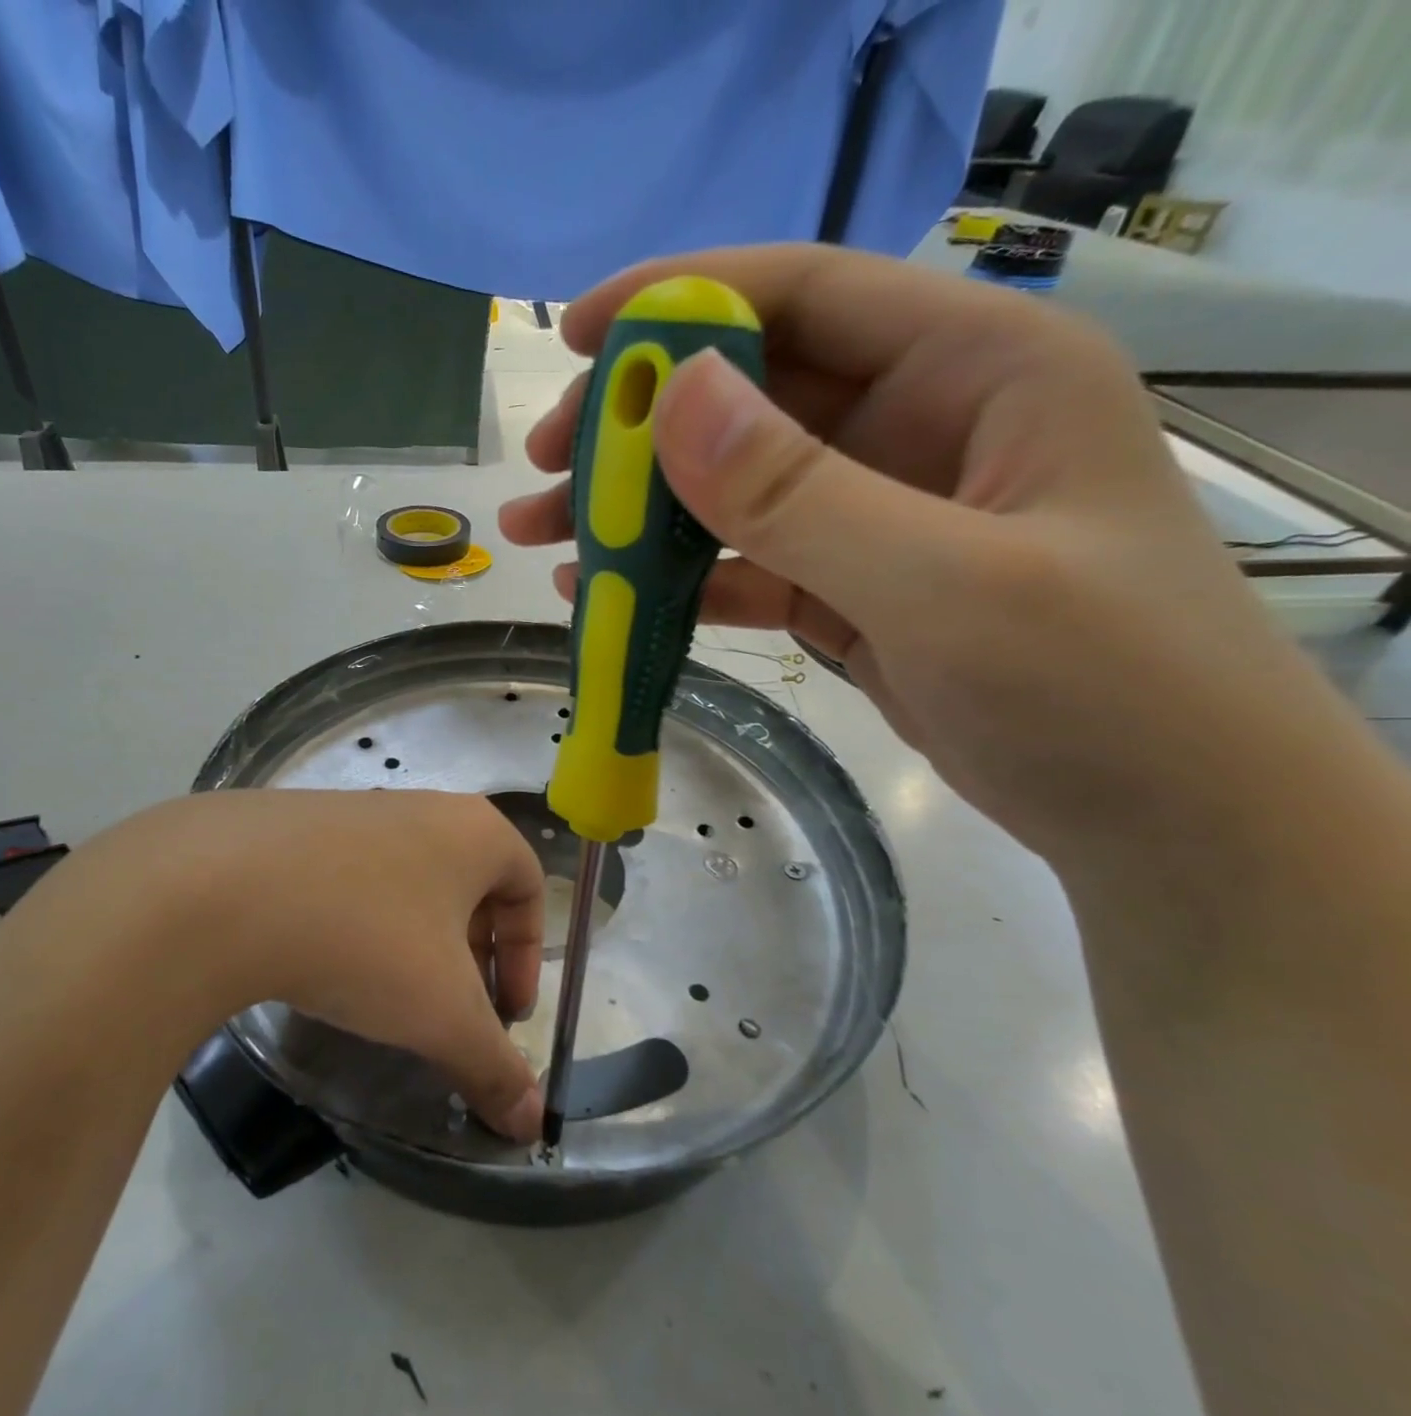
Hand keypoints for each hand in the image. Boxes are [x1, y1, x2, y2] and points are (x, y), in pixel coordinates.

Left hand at [15, 789, 546, 1141]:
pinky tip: (327, 960)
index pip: (528, 887)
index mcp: (474, 831)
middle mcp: (422, 807)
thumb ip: (493, 1067)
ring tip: (387, 993)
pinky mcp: (298, 823)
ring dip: (414, 939)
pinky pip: (352, 876)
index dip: (528, 956)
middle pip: (469, 884)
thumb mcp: (441, 1014)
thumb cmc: (366, 939)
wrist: (223, 888)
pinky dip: (359, 920)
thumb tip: (531, 1125)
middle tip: (451, 1009)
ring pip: (408, 880)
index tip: (504, 1013)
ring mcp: (356, 809)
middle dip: (471, 953)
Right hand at [501, 245, 1363, 867]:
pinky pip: (745, 562)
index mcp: (978, 371)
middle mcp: (923, 424)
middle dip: (636, 425)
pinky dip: (675, 575)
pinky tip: (608, 592)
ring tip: (545, 534)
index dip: (683, 300)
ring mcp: (880, 512)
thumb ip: (801, 494)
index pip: (808, 295)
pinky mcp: (852, 586)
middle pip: (750, 394)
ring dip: (638, 508)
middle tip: (544, 464)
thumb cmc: (1100, 691)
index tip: (574, 336)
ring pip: (734, 486)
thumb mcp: (946, 585)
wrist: (1167, 824)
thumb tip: (669, 399)